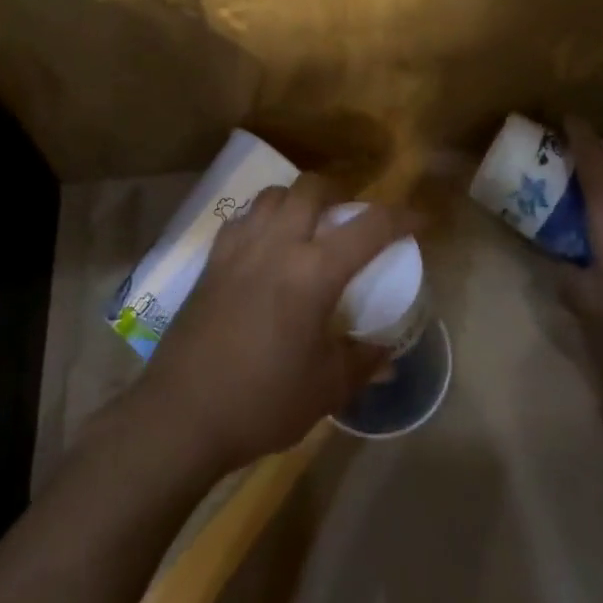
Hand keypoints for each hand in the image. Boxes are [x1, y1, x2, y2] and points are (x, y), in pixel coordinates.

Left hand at [136, 176, 413, 479]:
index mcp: (313, 272)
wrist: (182, 414)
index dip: (402, 216)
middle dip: (340, 193)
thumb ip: (362, 361)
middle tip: (351, 220)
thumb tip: (388, 353)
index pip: (369, 226)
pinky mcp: (212, 260)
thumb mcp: (326, 388)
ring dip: (298, 200)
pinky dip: (263, 218)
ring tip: (307, 227)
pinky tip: (266, 246)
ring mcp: (239, 247)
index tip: (420, 219)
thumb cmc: (262, 402)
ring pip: (273, 195)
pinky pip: (243, 218)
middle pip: (312, 188)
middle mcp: (277, 245)